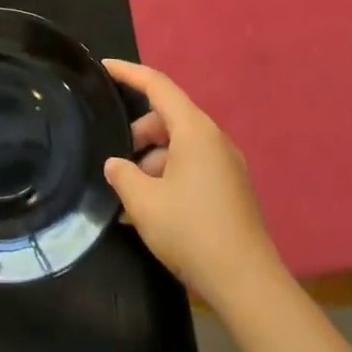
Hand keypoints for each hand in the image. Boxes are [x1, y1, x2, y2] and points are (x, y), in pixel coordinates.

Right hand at [103, 60, 291, 321]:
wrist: (247, 284)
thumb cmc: (191, 232)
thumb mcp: (143, 202)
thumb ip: (122, 175)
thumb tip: (117, 164)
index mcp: (195, 131)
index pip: (157, 86)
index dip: (128, 73)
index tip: (103, 67)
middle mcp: (214, 140)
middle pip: (168, 117)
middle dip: (138, 131)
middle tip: (115, 156)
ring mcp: (226, 166)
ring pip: (179, 145)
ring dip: (152, 159)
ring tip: (131, 193)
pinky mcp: (231, 190)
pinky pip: (192, 166)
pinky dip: (168, 175)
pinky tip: (151, 208)